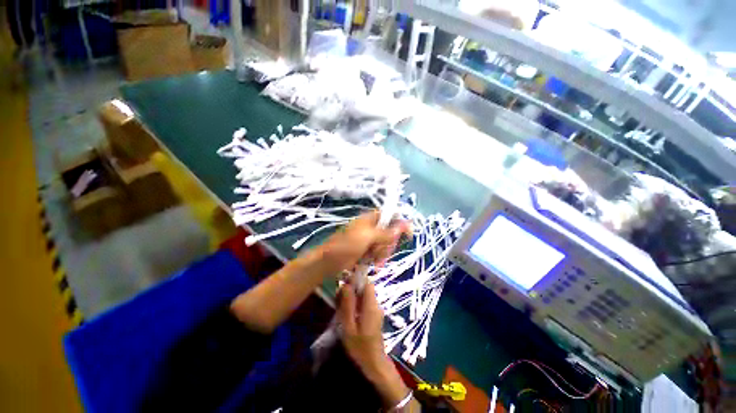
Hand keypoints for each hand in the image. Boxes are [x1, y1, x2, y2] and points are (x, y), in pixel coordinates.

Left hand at [321, 211, 410, 273]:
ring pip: (385, 244)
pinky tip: (375, 264)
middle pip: (390, 232)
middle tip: (382, 251)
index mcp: (370, 219)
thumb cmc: (346, 246)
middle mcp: (371, 228)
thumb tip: (404, 225)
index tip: (408, 234)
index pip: (390, 216)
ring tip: (375, 260)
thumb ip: (385, 232)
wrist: (328, 262)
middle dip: (389, 243)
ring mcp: (369, 240)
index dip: (400, 223)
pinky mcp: (367, 251)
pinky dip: (379, 258)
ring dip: (383, 253)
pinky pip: (379, 253)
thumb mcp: (367, 237)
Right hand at [338, 281, 409, 407]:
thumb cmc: (360, 346)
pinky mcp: (375, 314)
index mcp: (371, 305)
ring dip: (353, 297)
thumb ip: (348, 305)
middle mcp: (376, 304)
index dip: (357, 280)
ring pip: (364, 295)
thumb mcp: (349, 327)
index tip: (344, 284)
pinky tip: (348, 314)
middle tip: (339, 298)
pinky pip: (365, 303)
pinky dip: (357, 304)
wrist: (374, 363)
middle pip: (365, 288)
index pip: (367, 283)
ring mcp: (376, 309)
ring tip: (341, 307)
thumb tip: (346, 285)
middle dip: (352, 289)